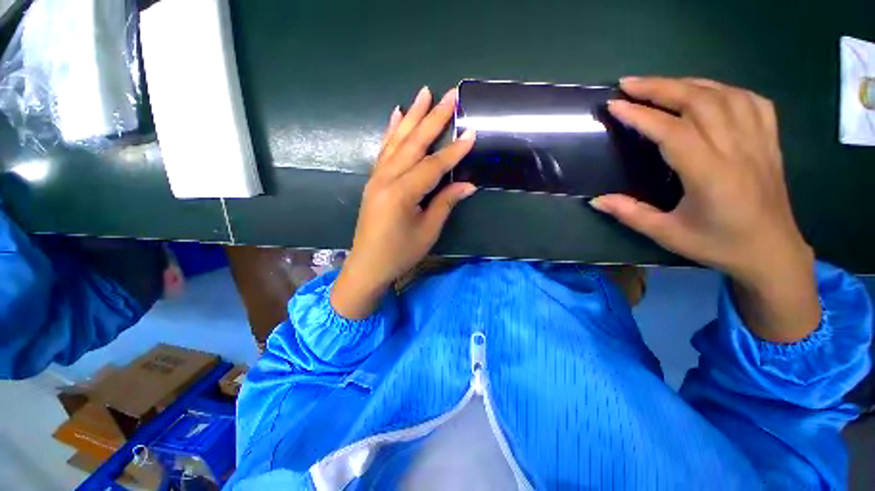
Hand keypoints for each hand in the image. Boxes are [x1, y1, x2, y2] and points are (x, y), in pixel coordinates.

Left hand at [331, 87, 475, 318]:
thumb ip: (446, 203)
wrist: (367, 265)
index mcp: (402, 193)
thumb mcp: (427, 231)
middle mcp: (387, 179)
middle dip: (433, 118)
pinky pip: (383, 150)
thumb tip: (468, 184)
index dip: (454, 151)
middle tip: (450, 95)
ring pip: (397, 141)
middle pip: (414, 144)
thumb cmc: (400, 253)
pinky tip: (397, 115)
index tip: (471, 132)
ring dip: (412, 116)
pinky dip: (391, 131)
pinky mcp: (373, 181)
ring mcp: (377, 178)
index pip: (433, 166)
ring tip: (424, 93)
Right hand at [591, 77, 818, 341]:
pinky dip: (725, 89)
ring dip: (688, 83)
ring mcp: (759, 142)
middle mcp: (738, 150)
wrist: (772, 252)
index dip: (641, 116)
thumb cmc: (718, 245)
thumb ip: (629, 214)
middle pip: (700, 102)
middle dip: (661, 87)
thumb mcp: (667, 234)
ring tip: (660, 85)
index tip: (615, 105)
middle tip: (629, 83)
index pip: (673, 132)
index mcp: (711, 175)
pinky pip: (751, 101)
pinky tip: (708, 92)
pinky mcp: (770, 141)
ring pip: (725, 95)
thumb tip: (596, 200)